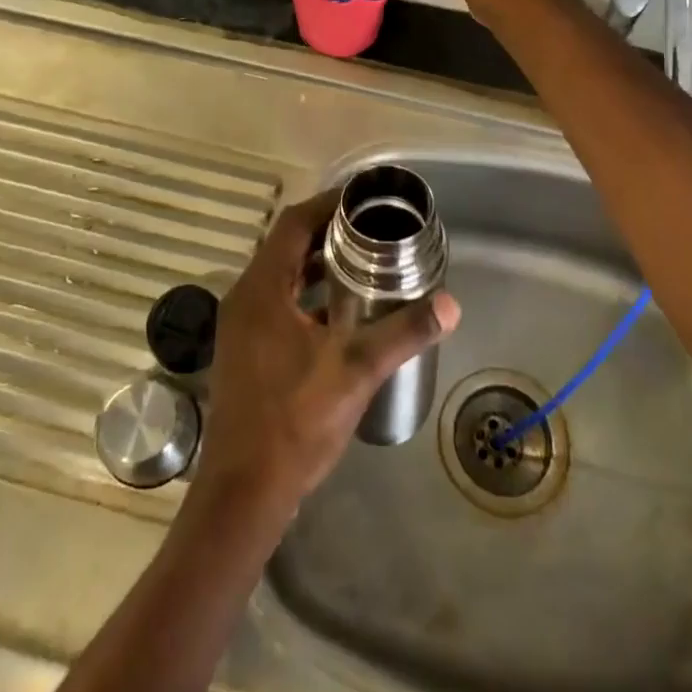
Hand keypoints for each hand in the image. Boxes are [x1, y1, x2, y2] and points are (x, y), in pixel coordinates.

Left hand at [196, 190, 460, 507]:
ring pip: (281, 276)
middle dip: (327, 232)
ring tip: (363, 261)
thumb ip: (402, 332)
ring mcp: (241, 326)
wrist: (244, 492)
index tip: (363, 199)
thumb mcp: (355, 371)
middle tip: (372, 229)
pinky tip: (341, 312)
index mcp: (262, 289)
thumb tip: (450, 304)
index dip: (327, 205)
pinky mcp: (245, 350)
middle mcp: (245, 298)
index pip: (293, 224)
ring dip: (316, 265)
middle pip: (286, 246)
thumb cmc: (294, 422)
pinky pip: (278, 302)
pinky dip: (307, 295)